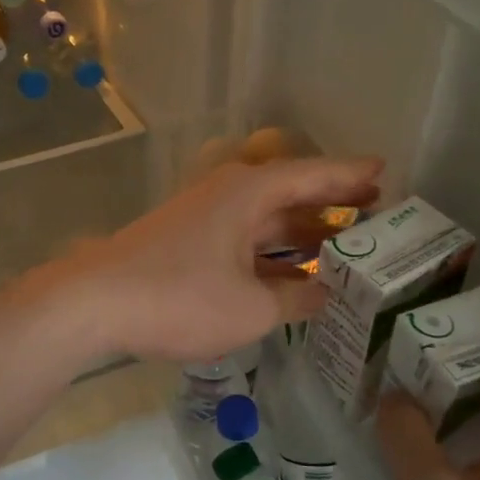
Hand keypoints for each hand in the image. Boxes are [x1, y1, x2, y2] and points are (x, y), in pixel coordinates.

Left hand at [55, 157, 381, 362]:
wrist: (94, 303)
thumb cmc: (180, 297)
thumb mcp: (251, 308)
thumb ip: (295, 300)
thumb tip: (323, 294)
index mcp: (248, 193)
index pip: (312, 176)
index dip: (350, 175)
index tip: (384, 171)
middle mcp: (227, 195)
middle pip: (289, 193)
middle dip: (330, 203)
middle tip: (374, 210)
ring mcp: (202, 218)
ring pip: (264, 219)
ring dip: (300, 232)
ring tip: (342, 244)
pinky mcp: (185, 242)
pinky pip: (242, 239)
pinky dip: (270, 253)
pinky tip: (288, 274)